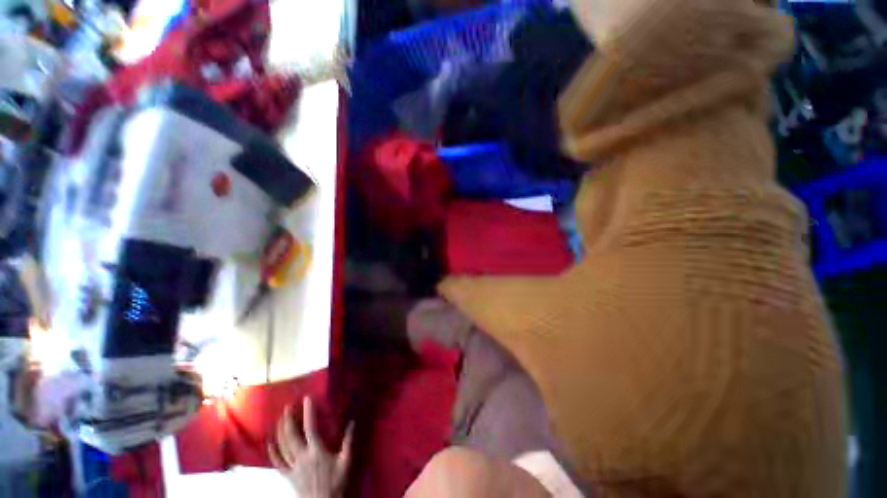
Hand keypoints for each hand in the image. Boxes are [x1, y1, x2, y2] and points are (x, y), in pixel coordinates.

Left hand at [269, 397, 353, 497]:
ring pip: (283, 447)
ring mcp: (293, 467)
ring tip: (279, 419)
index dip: (308, 412)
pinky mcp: (289, 476)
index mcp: (317, 451)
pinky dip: (273, 452)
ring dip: (280, 431)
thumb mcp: (346, 461)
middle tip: (287, 406)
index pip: (311, 428)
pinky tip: (270, 443)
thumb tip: (352, 422)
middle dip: (288, 420)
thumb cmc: (337, 482)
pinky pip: (278, 463)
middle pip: (291, 436)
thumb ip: (348, 441)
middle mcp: (302, 456)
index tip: (307, 399)